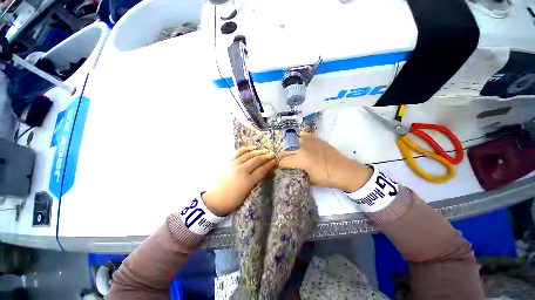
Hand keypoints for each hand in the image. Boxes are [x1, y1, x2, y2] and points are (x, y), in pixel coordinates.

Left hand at [203, 146, 275, 215]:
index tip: (274, 161)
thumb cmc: (232, 200)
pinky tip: (252, 147)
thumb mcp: (247, 193)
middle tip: (272, 154)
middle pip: (257, 160)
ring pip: (249, 154)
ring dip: (258, 151)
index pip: (262, 170)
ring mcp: (234, 164)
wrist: (215, 199)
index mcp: (248, 181)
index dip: (269, 165)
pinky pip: (239, 152)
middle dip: (266, 156)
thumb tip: (262, 172)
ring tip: (264, 150)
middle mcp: (242, 170)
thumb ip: (255, 181)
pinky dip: (246, 149)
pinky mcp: (229, 162)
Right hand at [278, 133, 371, 192]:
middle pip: (284, 151)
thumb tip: (288, 171)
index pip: (283, 161)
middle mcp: (301, 147)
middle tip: (286, 163)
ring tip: (293, 154)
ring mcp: (308, 140)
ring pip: (291, 142)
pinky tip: (301, 146)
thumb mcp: (308, 180)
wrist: (343, 170)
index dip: (280, 167)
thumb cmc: (326, 177)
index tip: (281, 169)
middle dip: (283, 158)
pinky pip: (301, 136)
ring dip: (289, 149)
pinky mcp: (315, 138)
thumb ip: (296, 174)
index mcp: (300, 159)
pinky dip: (298, 140)